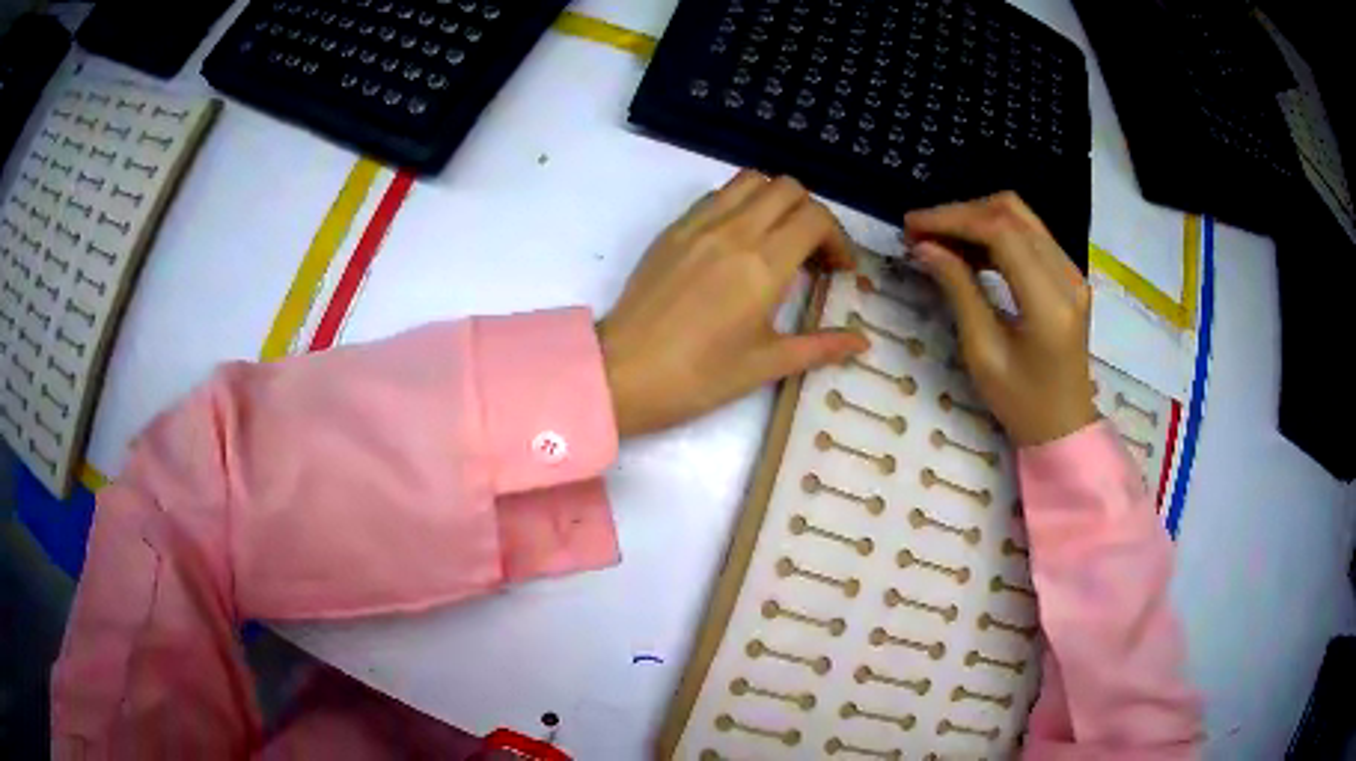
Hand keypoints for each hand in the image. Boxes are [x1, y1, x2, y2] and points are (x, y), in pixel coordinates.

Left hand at [599, 171, 869, 437]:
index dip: (838, 239)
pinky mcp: (673, 229)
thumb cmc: (698, 377)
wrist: (622, 373)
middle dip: (812, 214)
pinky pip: (717, 195)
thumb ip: (820, 346)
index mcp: (763, 264)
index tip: (838, 270)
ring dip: (776, 201)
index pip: (816, 218)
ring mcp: (699, 224)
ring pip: (752, 181)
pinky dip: (741, 203)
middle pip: (789, 188)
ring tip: (778, 239)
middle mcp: (734, 230)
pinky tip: (739, 241)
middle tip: (812, 255)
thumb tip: (863, 342)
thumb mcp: (766, 365)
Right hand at [904, 192, 1096, 445]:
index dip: (952, 220)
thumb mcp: (983, 353)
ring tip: (939, 239)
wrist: (1064, 426)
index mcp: (1049, 301)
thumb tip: (925, 247)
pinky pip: (1029, 235)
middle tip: (921, 231)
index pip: (1000, 232)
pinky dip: (995, 233)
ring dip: (976, 219)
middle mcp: (1067, 275)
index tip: (912, 226)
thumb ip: (958, 291)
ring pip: (1020, 217)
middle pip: (1011, 213)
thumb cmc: (1021, 403)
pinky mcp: (1069, 275)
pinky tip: (969, 250)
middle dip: (961, 213)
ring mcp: (1072, 272)